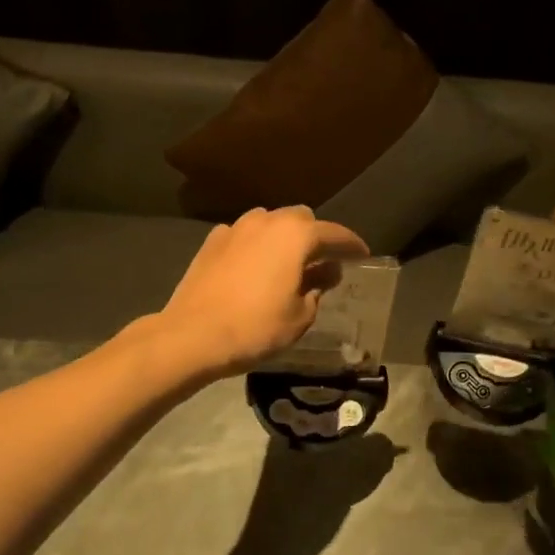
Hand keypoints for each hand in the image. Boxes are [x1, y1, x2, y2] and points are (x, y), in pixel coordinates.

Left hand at [158, 207, 369, 377]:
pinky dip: (256, 246)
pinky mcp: (212, 241)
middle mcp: (267, 221)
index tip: (362, 255)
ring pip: (270, 222)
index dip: (352, 245)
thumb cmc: (256, 327)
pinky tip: (254, 267)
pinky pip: (244, 235)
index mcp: (296, 235)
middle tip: (323, 263)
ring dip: (284, 238)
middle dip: (316, 237)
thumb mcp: (300, 315)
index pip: (335, 234)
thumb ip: (317, 288)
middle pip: (301, 219)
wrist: (192, 335)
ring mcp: (236, 228)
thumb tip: (324, 272)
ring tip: (287, 264)